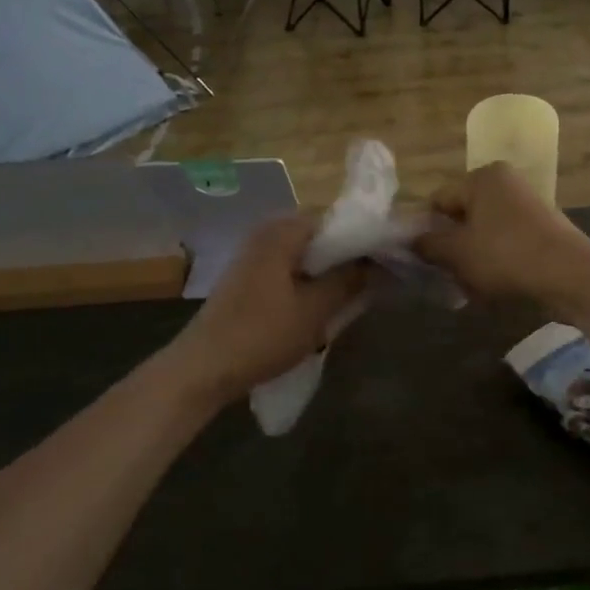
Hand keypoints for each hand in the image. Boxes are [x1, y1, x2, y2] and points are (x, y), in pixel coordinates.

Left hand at [167, 215, 367, 405]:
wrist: (203, 368)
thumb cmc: (262, 334)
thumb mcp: (316, 310)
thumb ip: (350, 280)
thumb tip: (378, 262)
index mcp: (283, 231)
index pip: (336, 221)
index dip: (363, 240)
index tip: (386, 262)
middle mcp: (266, 233)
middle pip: (320, 238)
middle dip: (346, 259)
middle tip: (371, 284)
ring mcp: (253, 255)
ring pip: (305, 257)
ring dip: (327, 275)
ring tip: (350, 298)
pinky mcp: (247, 278)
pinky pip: (288, 270)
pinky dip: (307, 283)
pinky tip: (319, 308)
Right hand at [413, 162, 589, 304]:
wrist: (569, 274)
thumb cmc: (505, 255)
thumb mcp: (457, 252)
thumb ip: (428, 244)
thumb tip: (412, 240)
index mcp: (482, 177)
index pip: (439, 201)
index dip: (426, 231)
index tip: (423, 260)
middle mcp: (505, 183)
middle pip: (462, 216)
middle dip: (451, 247)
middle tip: (445, 275)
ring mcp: (526, 205)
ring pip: (484, 233)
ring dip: (472, 258)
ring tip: (468, 286)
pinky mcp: (541, 229)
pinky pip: (506, 243)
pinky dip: (495, 261)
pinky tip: (492, 287)